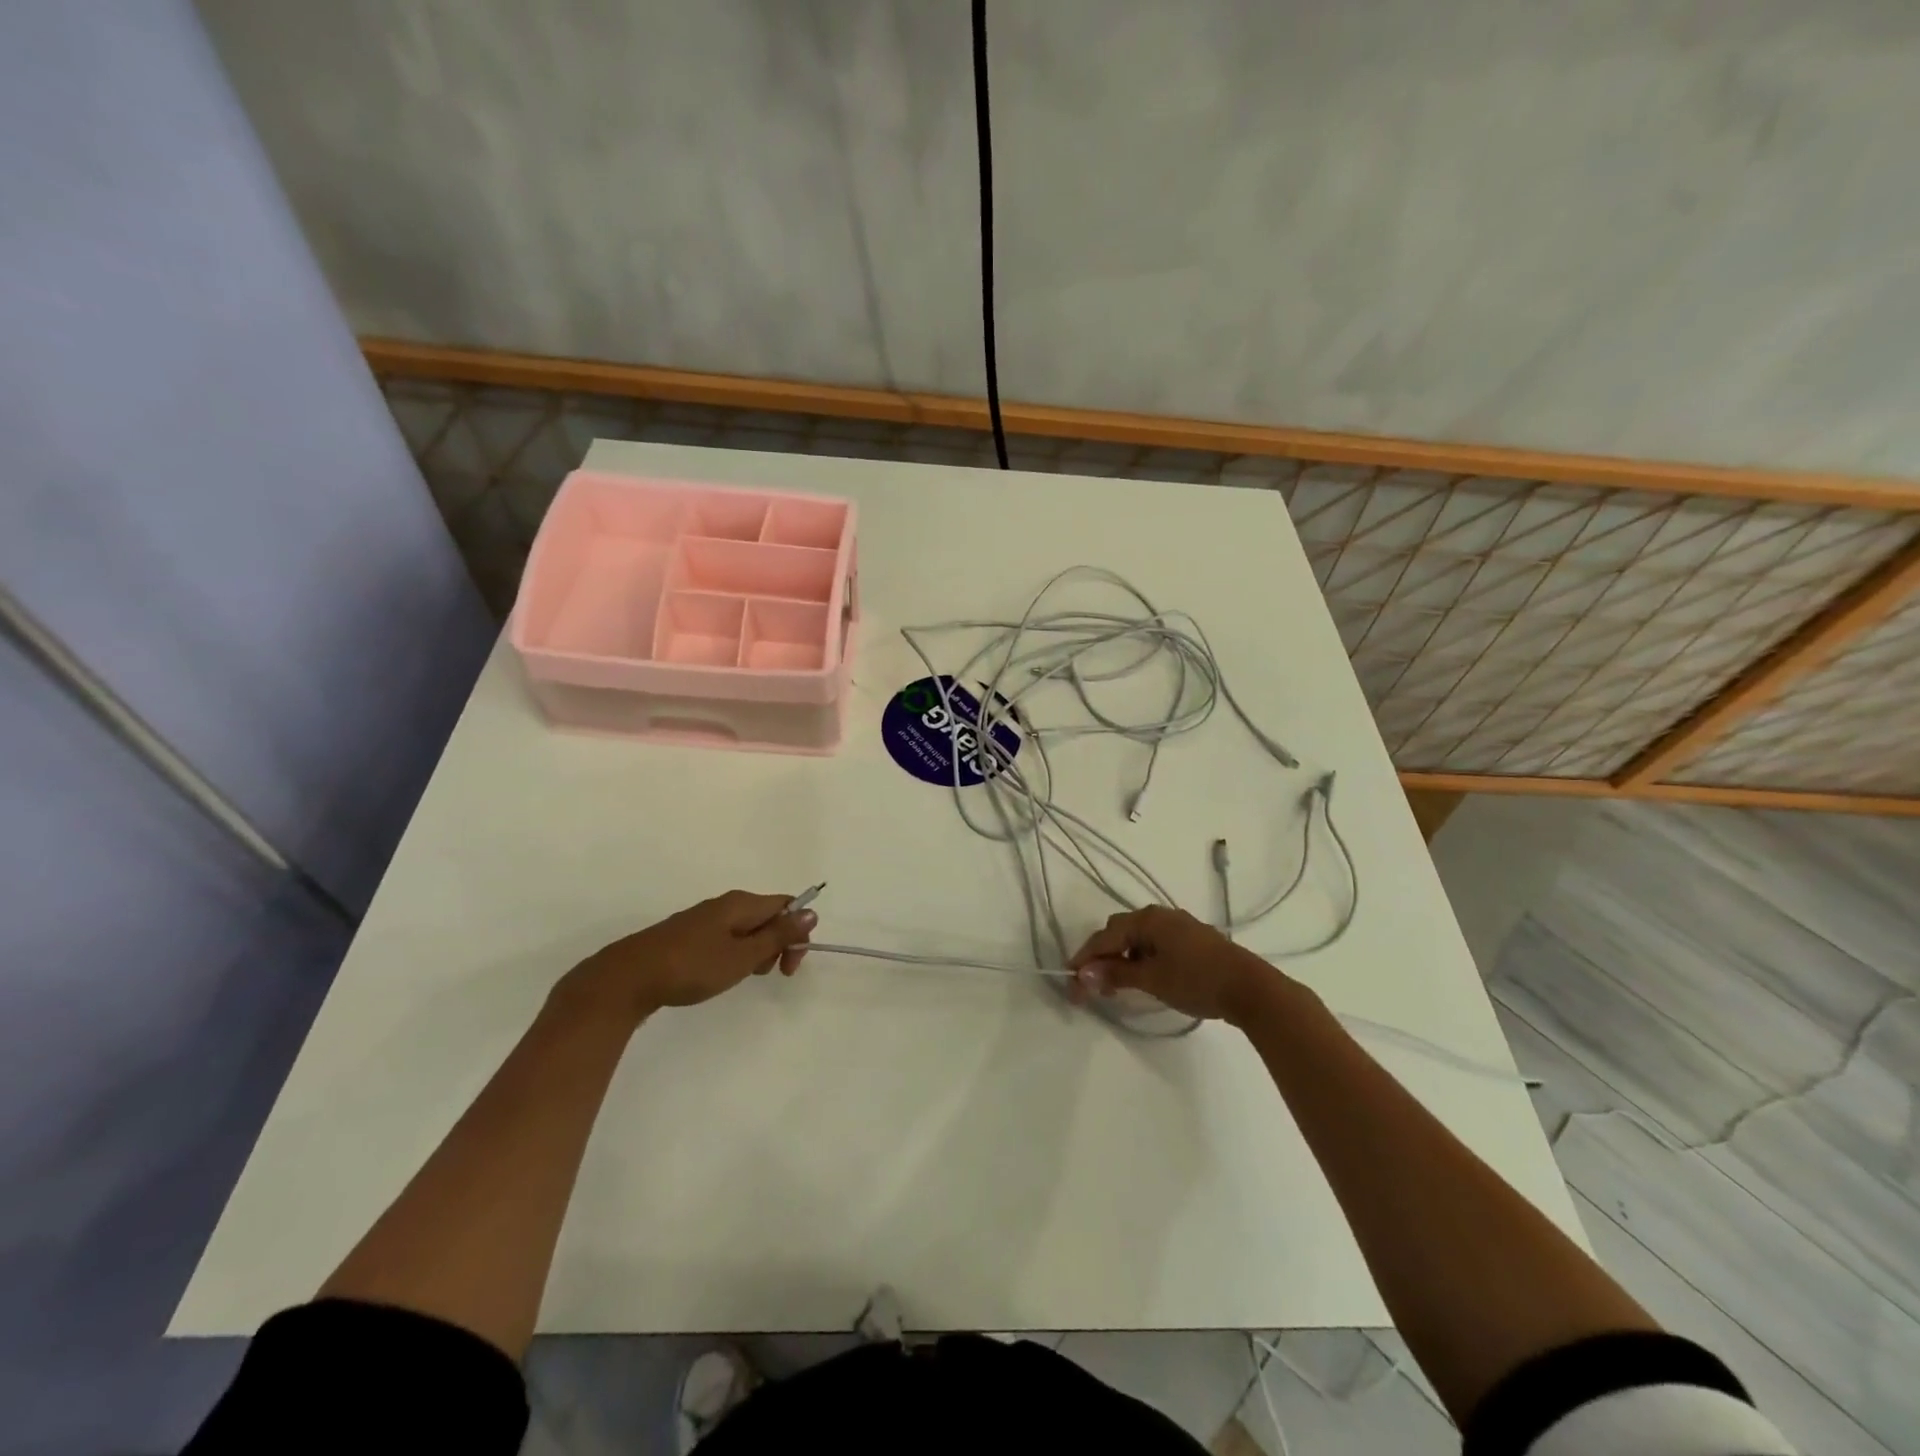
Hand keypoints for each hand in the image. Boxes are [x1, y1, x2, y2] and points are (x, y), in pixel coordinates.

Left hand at [562, 891, 816, 1023]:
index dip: (797, 932)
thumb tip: (811, 912)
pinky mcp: (688, 935)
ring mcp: (704, 919)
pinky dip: (734, 954)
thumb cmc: (692, 967)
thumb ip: (778, 935)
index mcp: (741, 903)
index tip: (789, 967)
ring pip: (746, 929)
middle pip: (768, 916)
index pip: (786, 905)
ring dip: (755, 952)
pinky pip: (726, 937)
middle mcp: (725, 904)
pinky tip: (719, 974)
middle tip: (765, 974)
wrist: (628, 978)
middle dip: (777, 944)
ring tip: (740, 977)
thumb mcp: (742, 956)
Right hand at [1068, 905, 1284, 1026]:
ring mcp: (1178, 926)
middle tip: (1094, 986)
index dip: (1085, 959)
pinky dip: (1141, 959)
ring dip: (1122, 959)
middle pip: (1119, 932)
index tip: (1071, 983)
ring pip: (1137, 938)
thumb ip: (1116, 975)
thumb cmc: (1197, 980)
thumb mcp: (1151, 979)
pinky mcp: (1192, 940)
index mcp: (1147, 919)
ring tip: (1117, 986)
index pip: (1105, 936)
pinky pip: (1155, 944)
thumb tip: (1083, 975)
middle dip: (1102, 957)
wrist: (1250, 988)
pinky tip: (1143, 978)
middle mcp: (1160, 916)